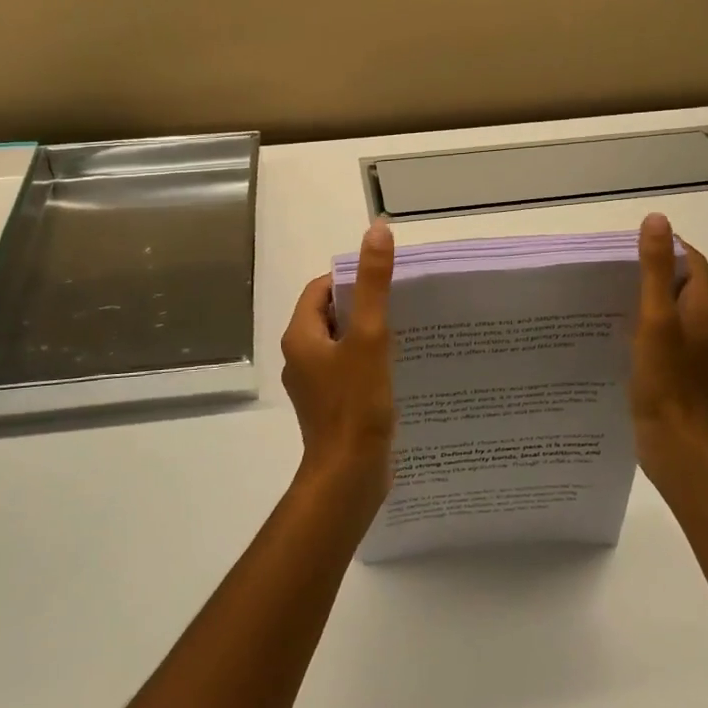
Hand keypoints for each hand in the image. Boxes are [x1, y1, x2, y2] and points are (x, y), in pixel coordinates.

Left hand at [280, 220, 395, 511]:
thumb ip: (373, 284)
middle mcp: (301, 356)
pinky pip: (349, 370)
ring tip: (406, 332)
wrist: (349, 477)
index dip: (351, 279)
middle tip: (402, 304)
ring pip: (342, 344)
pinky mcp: (331, 406)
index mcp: (301, 336)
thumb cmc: (356, 404)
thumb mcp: (370, 336)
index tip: (386, 282)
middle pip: (332, 314)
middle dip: (364, 306)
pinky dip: (370, 362)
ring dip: (369, 335)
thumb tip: (376, 230)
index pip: (321, 289)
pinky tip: (398, 369)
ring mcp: (315, 384)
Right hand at [631, 213, 707, 487]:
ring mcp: (689, 349)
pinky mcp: (674, 369)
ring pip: (667, 309)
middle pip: (678, 282)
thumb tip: (657, 219)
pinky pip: (658, 334)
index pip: (691, 259)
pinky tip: (611, 332)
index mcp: (703, 306)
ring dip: (641, 297)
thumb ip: (654, 269)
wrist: (676, 445)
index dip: (665, 245)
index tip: (627, 245)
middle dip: (648, 269)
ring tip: (603, 295)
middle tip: (608, 268)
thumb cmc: (666, 379)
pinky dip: (639, 324)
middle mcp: (701, 323)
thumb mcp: (655, 317)